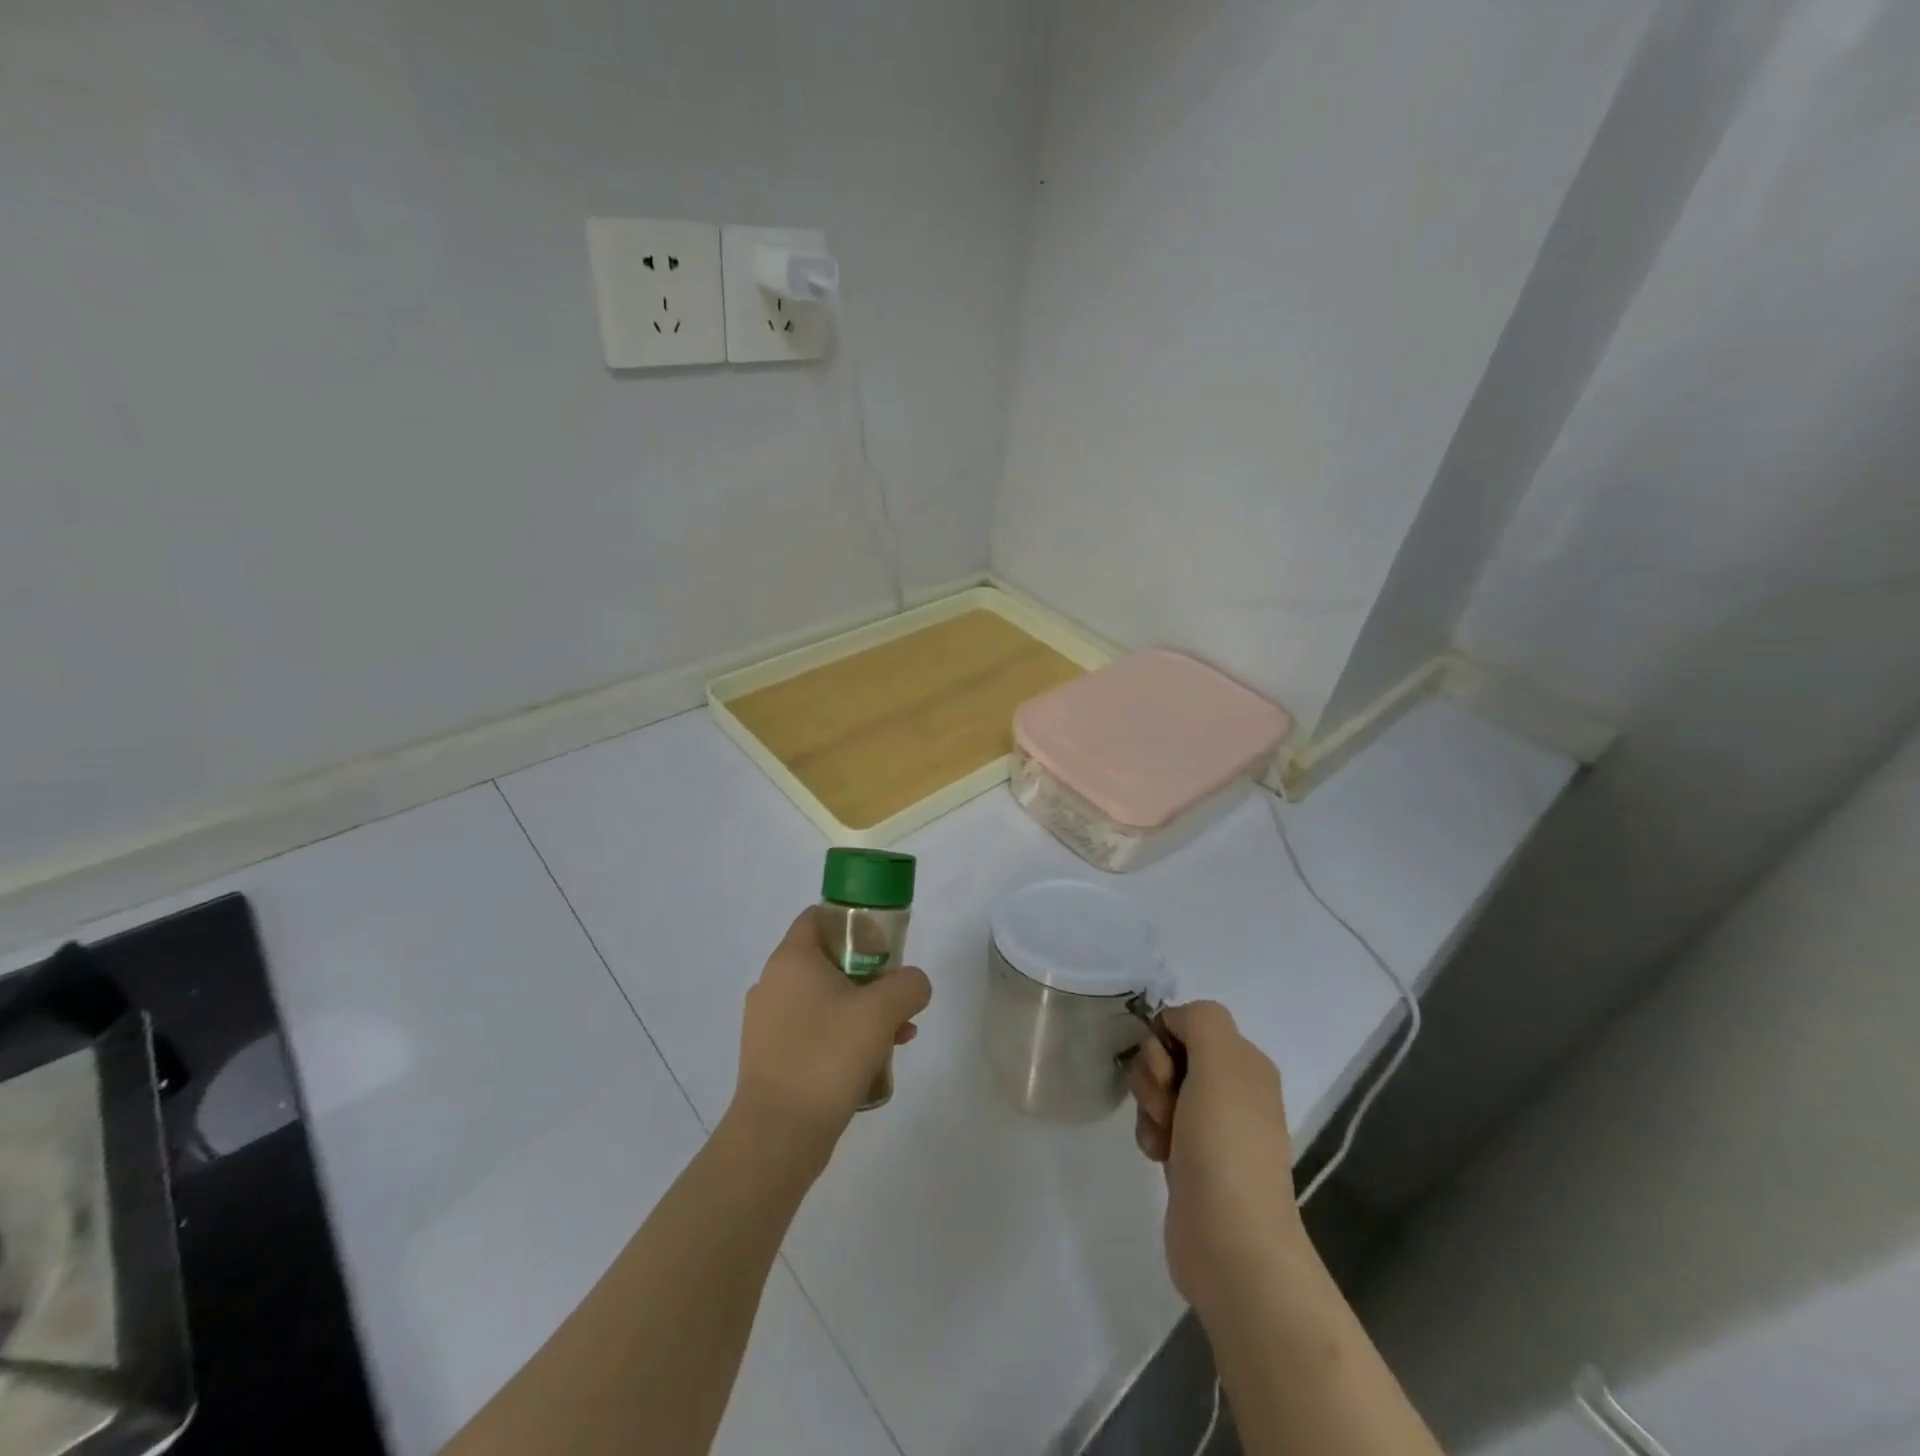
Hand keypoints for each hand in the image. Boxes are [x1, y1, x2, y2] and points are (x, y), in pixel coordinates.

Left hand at [731, 907, 932, 1152]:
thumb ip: (908, 985)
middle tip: (897, 998)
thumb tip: (912, 985)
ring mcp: (767, 1024)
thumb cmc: (827, 1056)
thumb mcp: (882, 1011)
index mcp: (791, 959)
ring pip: (824, 1000)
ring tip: (897, 1037)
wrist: (777, 1135)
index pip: (819, 917)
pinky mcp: (770, 1058)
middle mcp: (772, 984)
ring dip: (861, 1011)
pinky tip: (872, 1064)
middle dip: (869, 976)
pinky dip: (842, 1038)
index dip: (854, 922)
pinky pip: (813, 1032)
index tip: (885, 944)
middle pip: (828, 961)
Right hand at [1127, 1001, 1306, 1316]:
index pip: (1187, 1022)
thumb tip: (1173, 1024)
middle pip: (1167, 1054)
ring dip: (1149, 1106)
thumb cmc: (1225, 1144)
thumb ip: (1199, 1020)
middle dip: (1154, 1076)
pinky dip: (1149, 1134)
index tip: (1170, 1071)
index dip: (1165, 1040)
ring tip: (1163, 1138)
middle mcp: (1232, 1089)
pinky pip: (1155, 1124)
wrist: (1231, 1243)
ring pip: (1157, 1088)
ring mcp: (1211, 1126)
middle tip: (1167, 1107)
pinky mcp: (1190, 1158)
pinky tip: (1157, 1156)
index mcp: (1245, 1062)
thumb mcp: (1220, 1060)